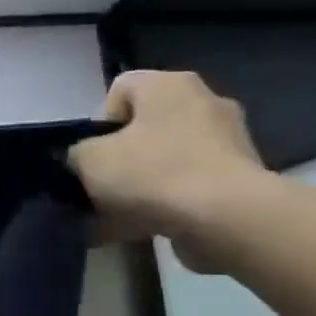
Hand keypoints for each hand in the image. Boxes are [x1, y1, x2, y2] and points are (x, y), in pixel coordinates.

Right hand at [68, 70, 272, 271]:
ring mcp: (227, 141)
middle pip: (144, 128)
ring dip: (138, 186)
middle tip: (101, 188)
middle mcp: (204, 102)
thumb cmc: (152, 173)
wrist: (226, 218)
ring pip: (163, 161)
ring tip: (115, 219)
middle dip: (119, 159)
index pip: (120, 89)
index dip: (98, 123)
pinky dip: (163, 205)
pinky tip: (139, 230)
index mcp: (169, 84)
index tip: (92, 155)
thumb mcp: (88, 160)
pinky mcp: (239, 178)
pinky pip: (185, 187)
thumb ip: (77, 153)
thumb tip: (83, 159)